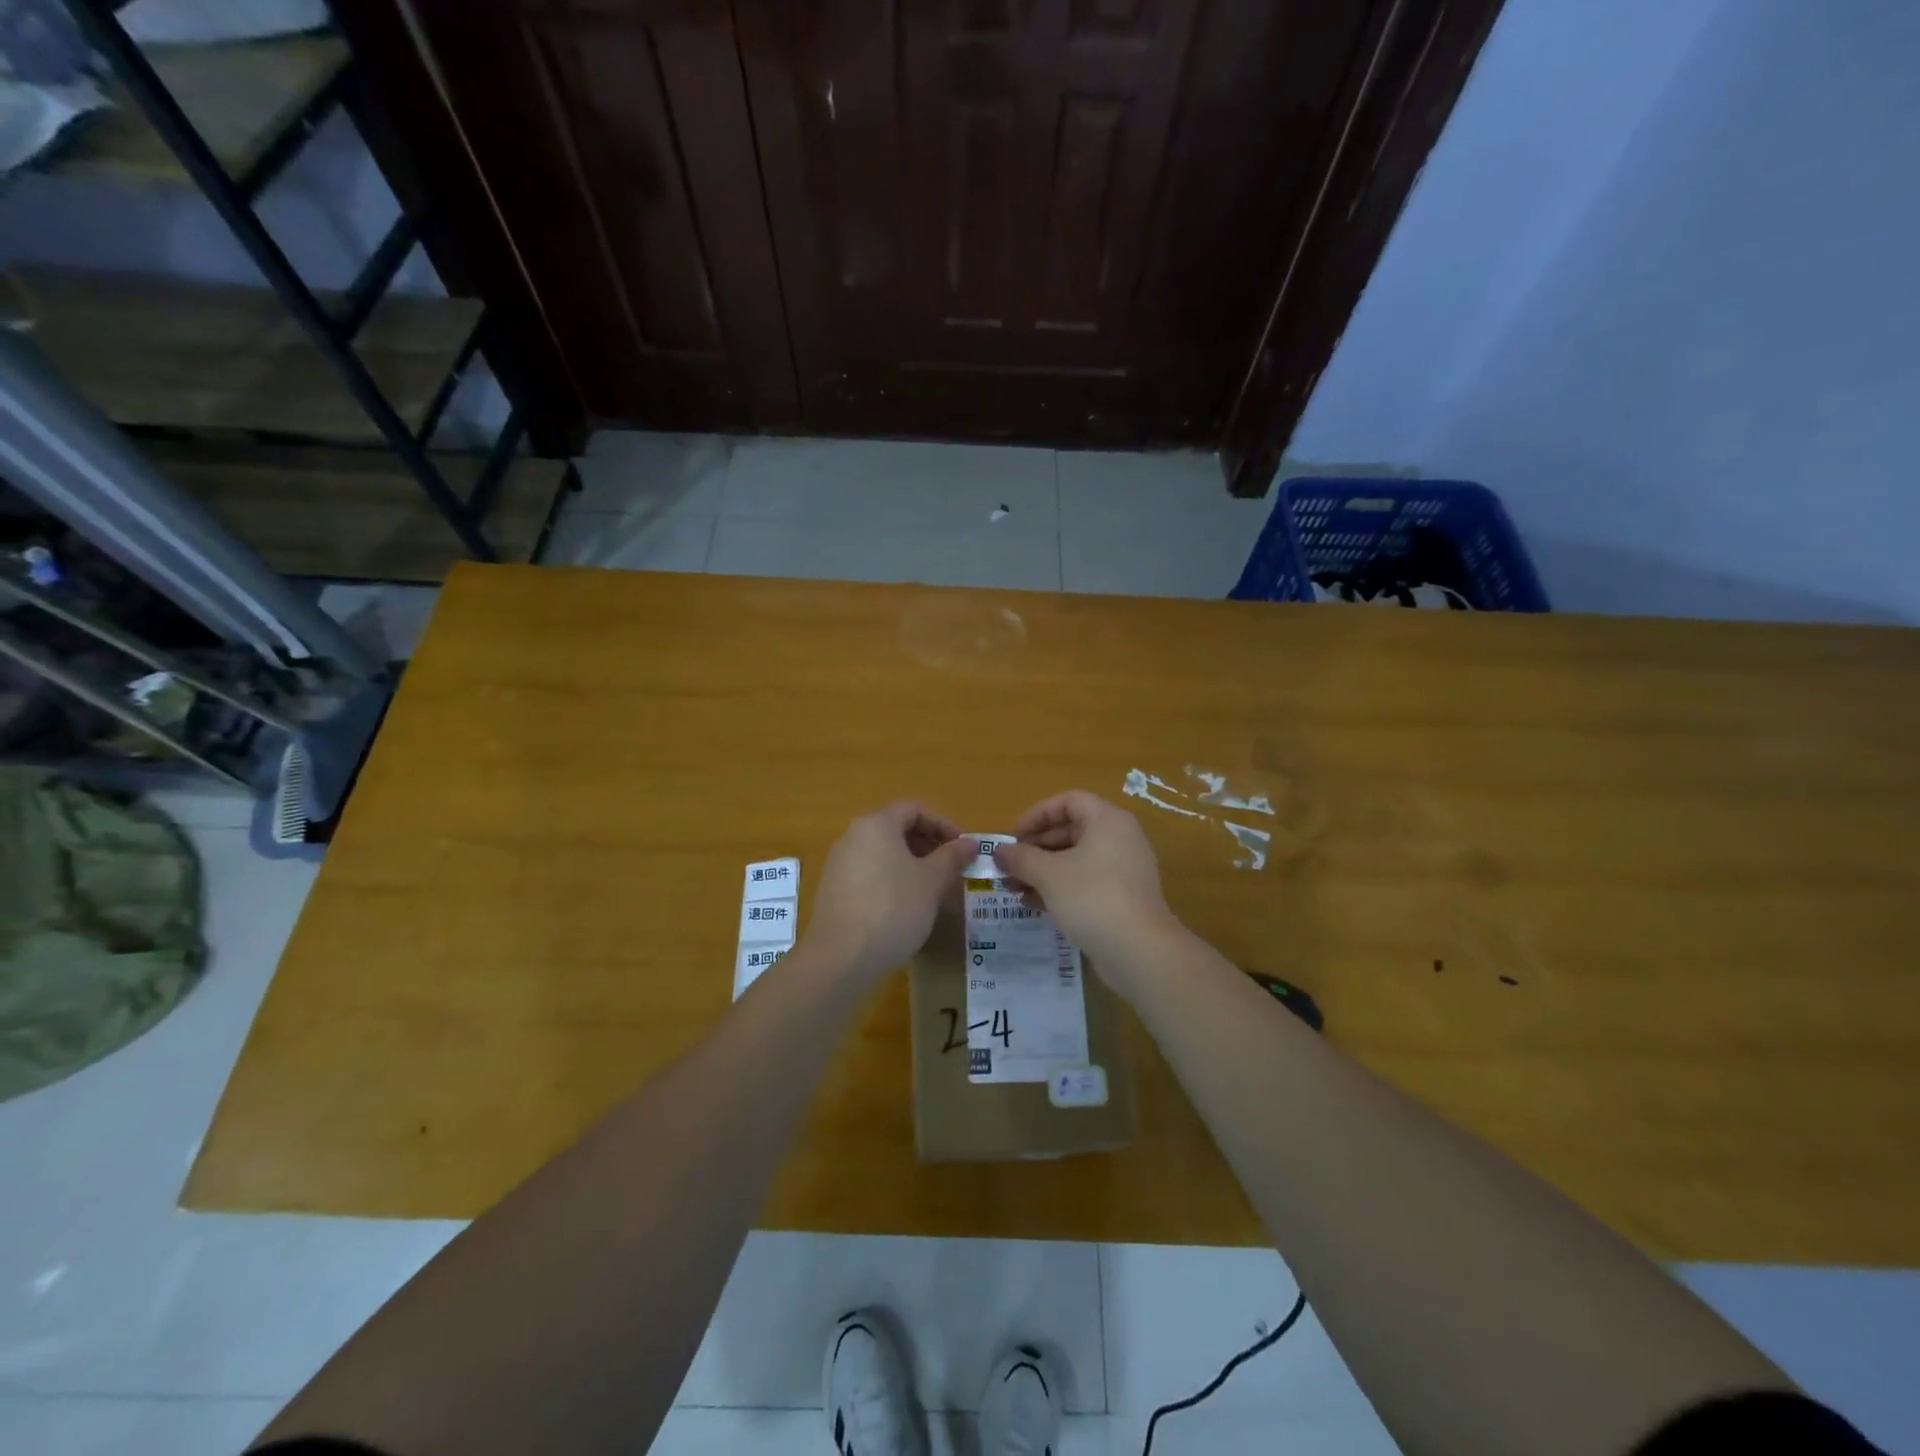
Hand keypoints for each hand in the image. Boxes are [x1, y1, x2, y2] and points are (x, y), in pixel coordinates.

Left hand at [800, 803, 975, 983]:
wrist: (841, 957)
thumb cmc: (893, 909)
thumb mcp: (932, 881)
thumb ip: (952, 857)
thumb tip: (970, 843)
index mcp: (877, 825)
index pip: (914, 810)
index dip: (943, 824)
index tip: (962, 848)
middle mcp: (853, 836)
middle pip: (896, 828)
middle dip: (928, 845)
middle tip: (950, 869)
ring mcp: (839, 863)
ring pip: (882, 852)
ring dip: (910, 864)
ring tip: (931, 889)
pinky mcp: (833, 889)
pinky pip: (868, 873)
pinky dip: (890, 879)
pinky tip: (904, 907)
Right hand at [993, 791, 1179, 985]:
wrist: (1139, 950)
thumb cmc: (1091, 898)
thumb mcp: (1048, 874)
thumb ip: (1021, 858)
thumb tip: (999, 851)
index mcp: (1108, 820)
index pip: (1068, 801)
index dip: (1037, 814)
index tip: (1014, 836)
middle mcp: (1120, 838)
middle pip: (1072, 830)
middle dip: (1036, 847)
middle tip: (1010, 864)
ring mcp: (1124, 869)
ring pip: (1076, 859)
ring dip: (1043, 869)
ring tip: (1013, 887)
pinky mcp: (1123, 897)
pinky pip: (1086, 881)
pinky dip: (1060, 886)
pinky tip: (1034, 903)